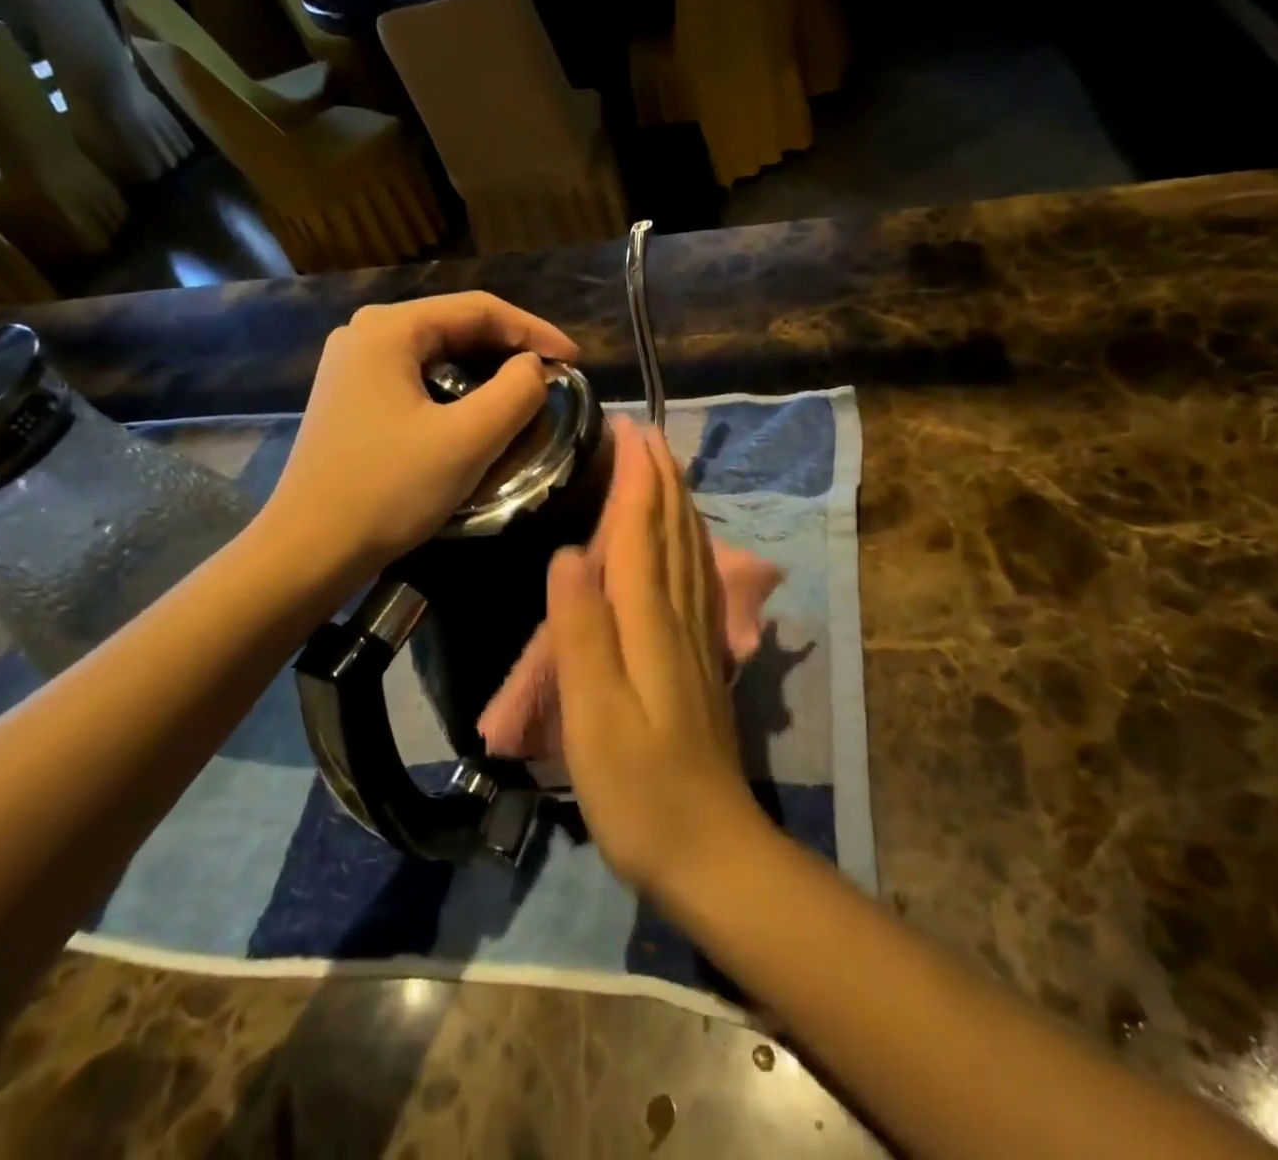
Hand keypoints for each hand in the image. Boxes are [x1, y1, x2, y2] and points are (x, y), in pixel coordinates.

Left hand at [259, 293, 577, 590]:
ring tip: (527, 394)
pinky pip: (421, 378)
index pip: (479, 309)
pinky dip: (460, 389)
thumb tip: (533, 368)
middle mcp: (366, 334)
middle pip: (457, 326)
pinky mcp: (354, 397)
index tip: (575, 362)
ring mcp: (355, 366)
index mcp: (389, 330)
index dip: (535, 331)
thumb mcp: (467, 440)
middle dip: (512, 349)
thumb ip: (516, 393)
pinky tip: (481, 412)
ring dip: (488, 370)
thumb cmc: (388, 490)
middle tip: (555, 377)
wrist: (309, 550)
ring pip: (440, 353)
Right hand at [547, 418, 770, 895]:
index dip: (638, 477)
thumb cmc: (639, 788)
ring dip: (678, 504)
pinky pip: (697, 581)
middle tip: (647, 434)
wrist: (710, 848)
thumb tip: (567, 552)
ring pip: (691, 551)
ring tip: (667, 470)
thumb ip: (580, 631)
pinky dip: (690, 545)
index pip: (643, 530)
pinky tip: (687, 544)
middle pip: (674, 531)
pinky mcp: (702, 660)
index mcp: (650, 621)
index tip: (629, 429)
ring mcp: (697, 638)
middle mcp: (680, 616)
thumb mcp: (593, 714)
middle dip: (661, 478)